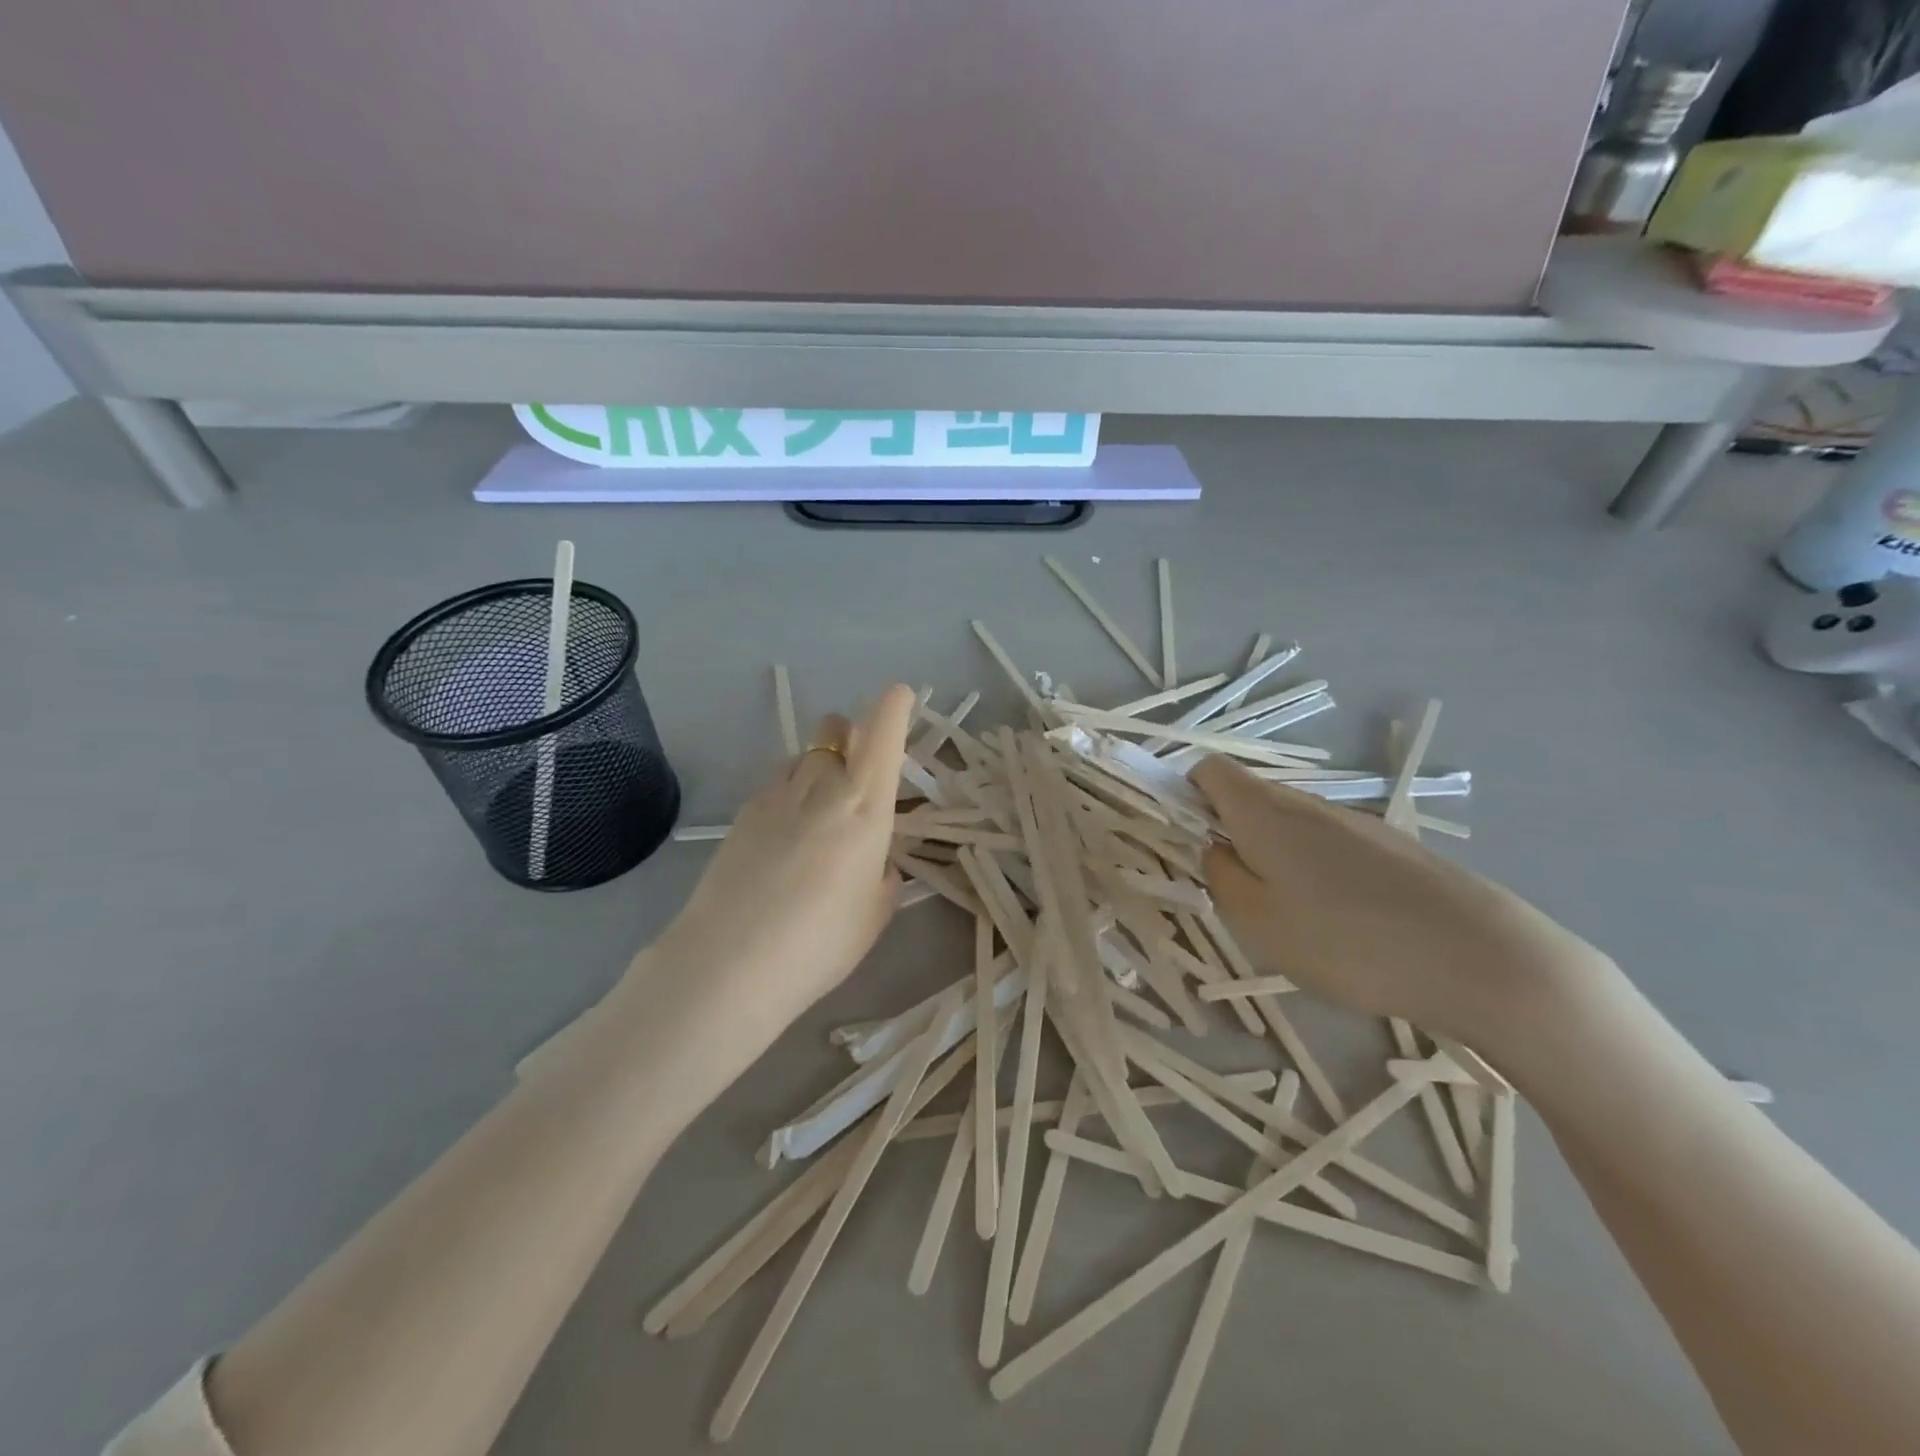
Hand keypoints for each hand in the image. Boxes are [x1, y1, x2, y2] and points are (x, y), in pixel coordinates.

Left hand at [638, 684, 917, 1063]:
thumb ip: (882, 875)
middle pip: (835, 729)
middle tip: (856, 768)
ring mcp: (776, 795)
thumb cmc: (819, 944)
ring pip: (803, 754)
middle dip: (850, 734)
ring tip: (819, 807)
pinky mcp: (742, 813)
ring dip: (819, 763)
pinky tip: (785, 833)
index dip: (893, 707)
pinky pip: (776, 782)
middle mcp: (822, 788)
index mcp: (865, 809)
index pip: (882, 737)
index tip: (899, 693)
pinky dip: (790, 790)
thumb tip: (874, 860)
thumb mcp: (874, 914)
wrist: (729, 964)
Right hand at [1190, 755, 1618, 1065]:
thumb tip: (1217, 850)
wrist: (1483, 958)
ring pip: (1290, 825)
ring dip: (1272, 856)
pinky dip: (1314, 870)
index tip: (1189, 842)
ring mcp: (1356, 823)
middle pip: (1249, 797)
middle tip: (1237, 893)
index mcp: (1264, 811)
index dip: (1186, 795)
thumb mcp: (1258, 921)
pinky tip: (1342, 924)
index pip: (1209, 771)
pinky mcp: (1393, 849)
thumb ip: (1220, 877)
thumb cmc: (1349, 941)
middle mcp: (1307, 804)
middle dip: (1229, 833)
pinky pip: (1329, 846)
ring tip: (1291, 918)